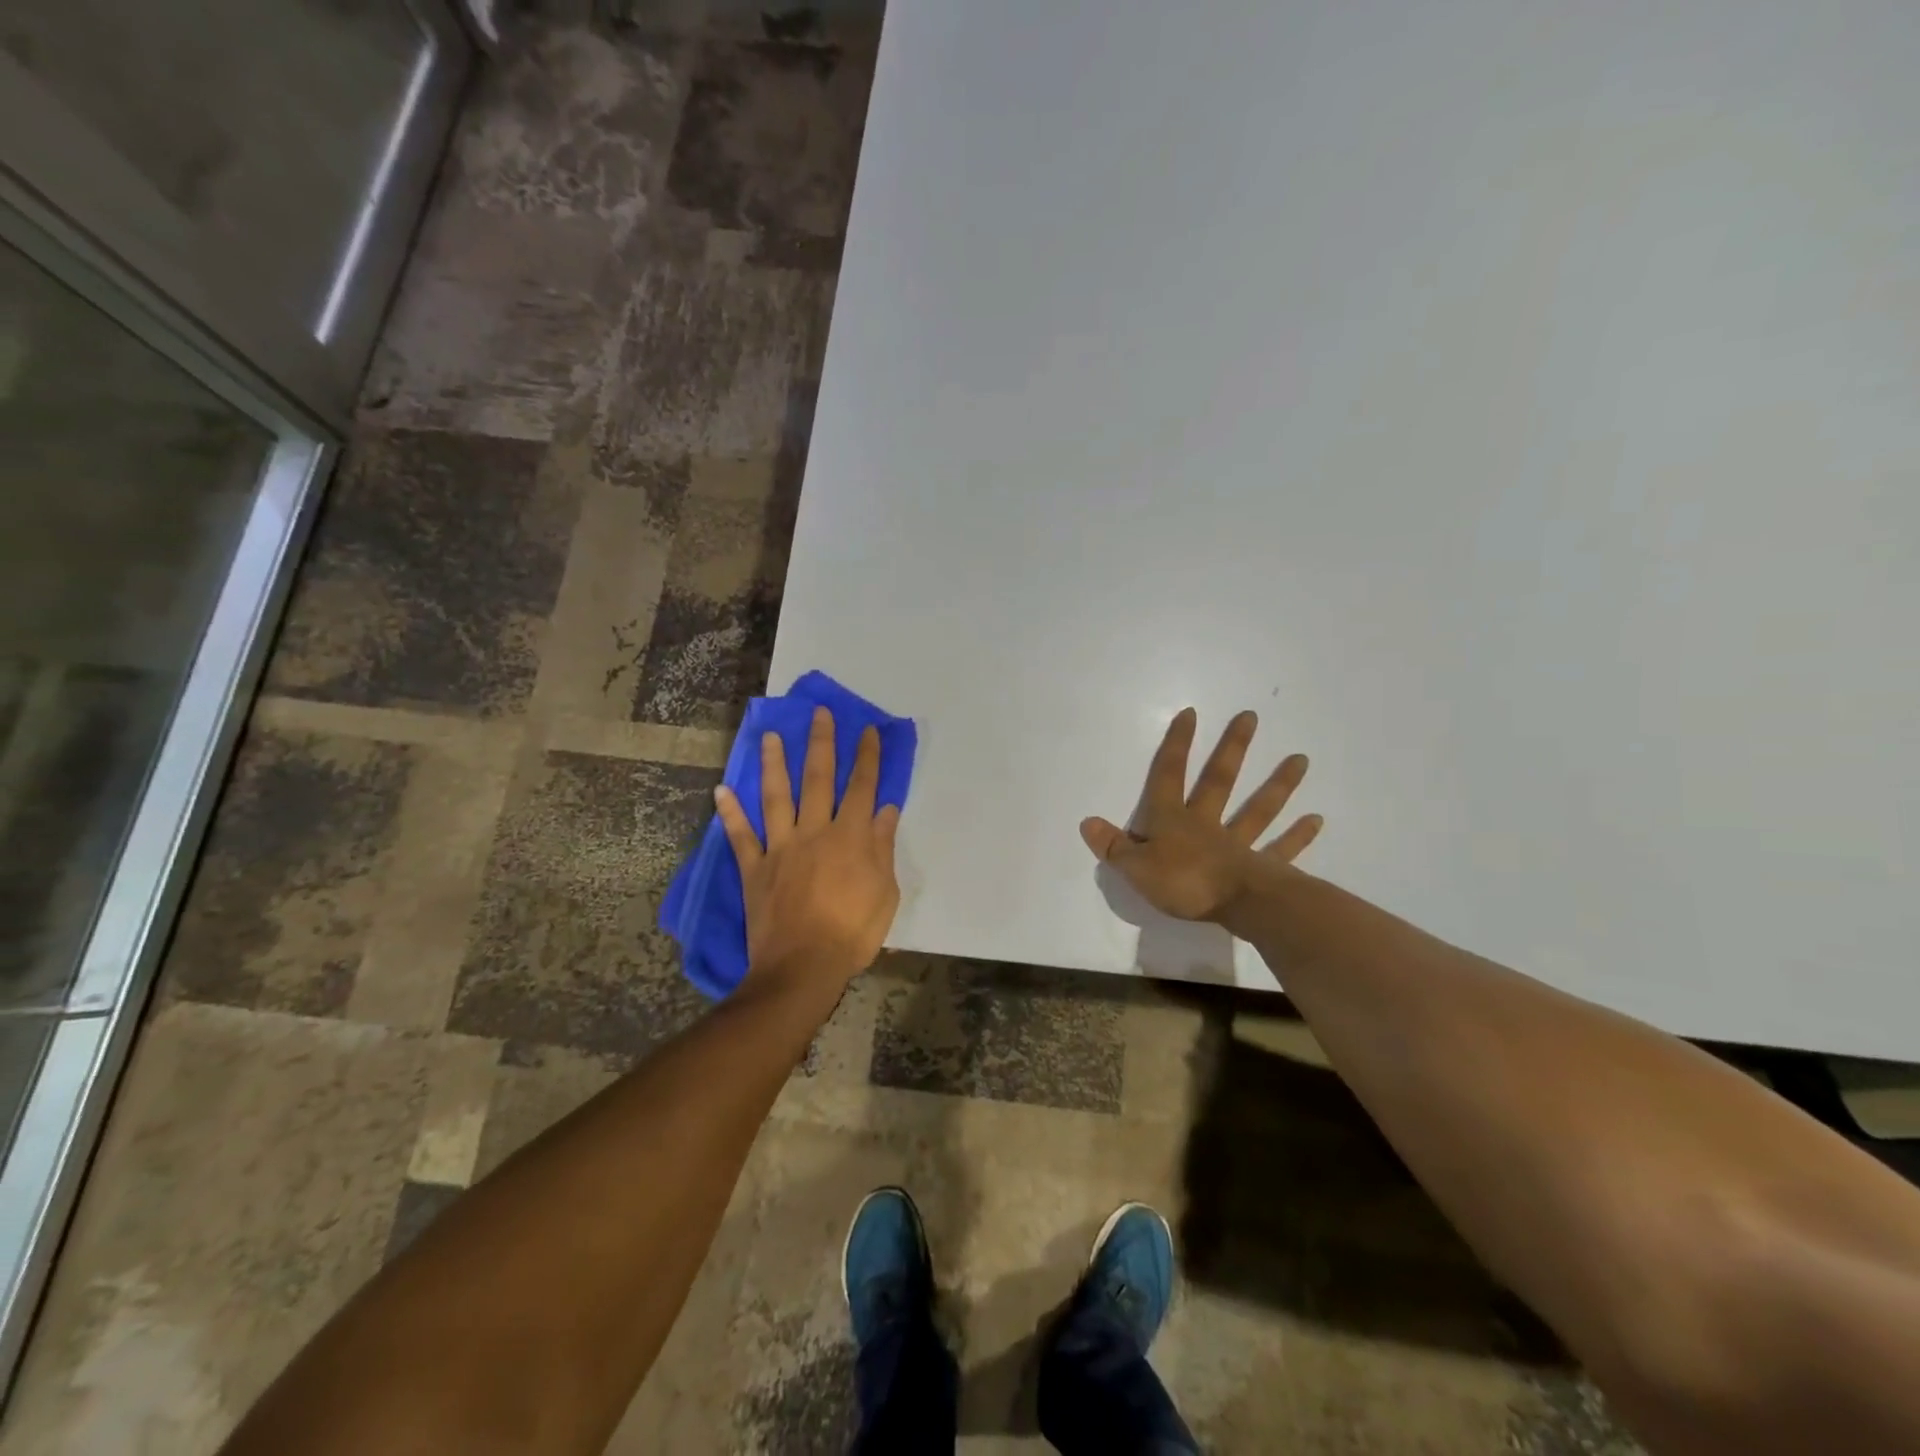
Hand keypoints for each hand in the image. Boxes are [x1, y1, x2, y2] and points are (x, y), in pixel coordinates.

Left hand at [714, 706, 901, 994]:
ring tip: (769, 736)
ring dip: (773, 764)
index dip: (867, 757)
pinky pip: (740, 836)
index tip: (867, 730)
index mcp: (850, 838)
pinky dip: (730, 813)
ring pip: (777, 797)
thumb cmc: (852, 933)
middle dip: (821, 744)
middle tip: (818, 713)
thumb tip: (887, 810)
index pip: (862, 787)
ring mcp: (781, 848)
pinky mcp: (755, 868)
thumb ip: (882, 847)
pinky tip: (721, 790)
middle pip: (818, 779)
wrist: (803, 967)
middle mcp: (815, 832)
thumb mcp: (884, 892)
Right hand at [1080, 708, 1321, 922]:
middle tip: (1250, 717)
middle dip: (1232, 749)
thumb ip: (1113, 846)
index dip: (1176, 745)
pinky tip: (1316, 819)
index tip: (1190, 714)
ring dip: (1279, 784)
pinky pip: (1281, 849)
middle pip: (1219, 781)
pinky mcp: (1262, 868)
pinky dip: (1298, 835)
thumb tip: (1087, 822)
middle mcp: (1206, 824)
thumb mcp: (1134, 868)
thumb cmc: (1181, 884)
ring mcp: (1238, 844)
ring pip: (1259, 809)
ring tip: (1301, 758)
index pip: (1169, 776)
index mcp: (1172, 821)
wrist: (1234, 906)